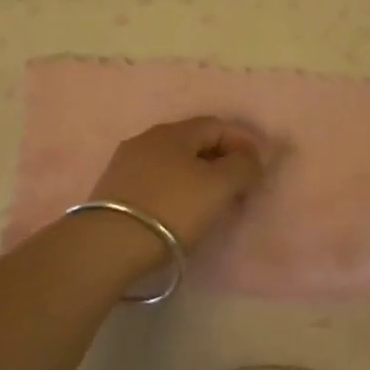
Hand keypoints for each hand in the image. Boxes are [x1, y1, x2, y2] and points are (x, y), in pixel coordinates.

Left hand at [87, 117, 268, 252]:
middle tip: (242, 184)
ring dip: (199, 175)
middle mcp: (148, 138)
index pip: (216, 125)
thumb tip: (251, 159)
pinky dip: (178, 189)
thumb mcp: (218, 186)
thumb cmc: (172, 208)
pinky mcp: (114, 189)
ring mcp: (127, 163)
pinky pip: (157, 180)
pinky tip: (182, 209)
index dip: (243, 141)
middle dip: (222, 158)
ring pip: (174, 161)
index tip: (261, 165)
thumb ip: (242, 167)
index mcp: (174, 132)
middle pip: (194, 141)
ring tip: (214, 200)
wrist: (109, 244)